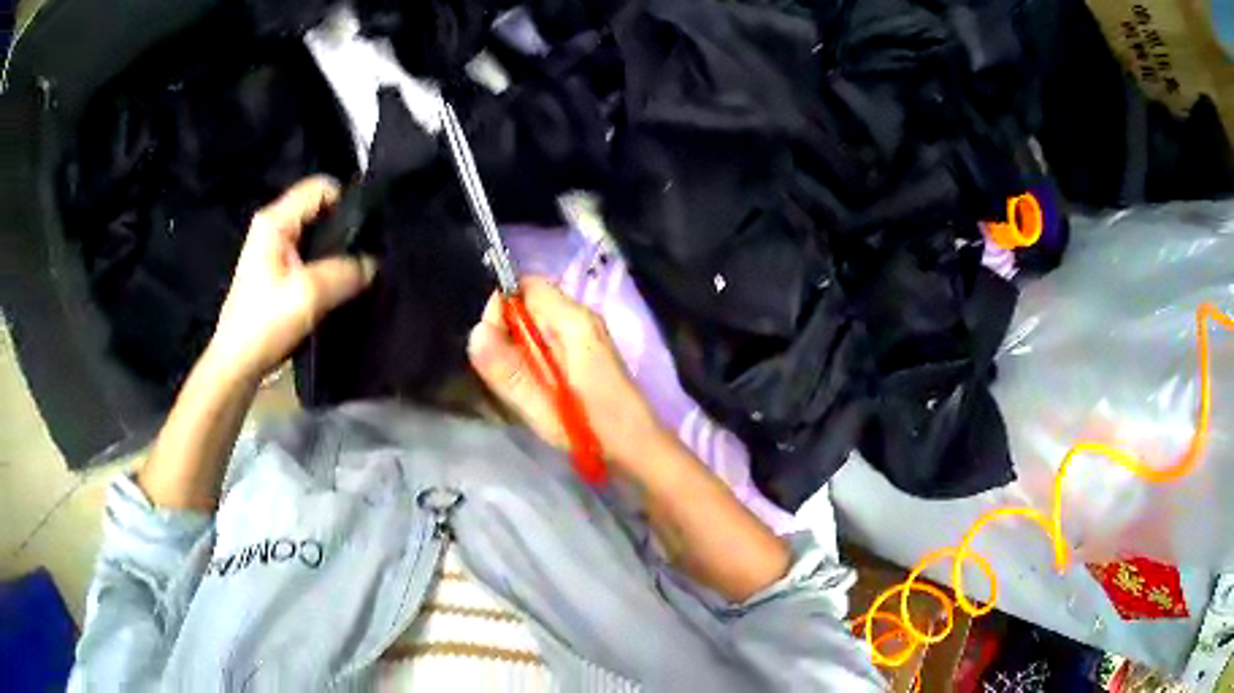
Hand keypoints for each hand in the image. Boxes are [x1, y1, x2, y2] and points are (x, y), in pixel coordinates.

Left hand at [205, 176, 376, 384]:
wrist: (238, 364)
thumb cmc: (264, 324)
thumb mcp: (308, 295)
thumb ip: (344, 272)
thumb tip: (372, 264)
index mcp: (275, 221)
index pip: (321, 187)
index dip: (348, 201)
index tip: (369, 228)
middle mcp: (274, 227)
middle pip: (320, 210)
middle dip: (345, 228)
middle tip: (370, 251)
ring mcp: (275, 250)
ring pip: (317, 235)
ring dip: (337, 251)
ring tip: (360, 269)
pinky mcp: (278, 273)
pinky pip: (311, 256)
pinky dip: (327, 266)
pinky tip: (340, 284)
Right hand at [467, 278, 666, 473]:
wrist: (637, 448)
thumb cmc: (592, 428)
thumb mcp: (542, 405)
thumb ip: (508, 369)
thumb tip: (476, 331)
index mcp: (573, 321)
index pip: (526, 286)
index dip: (501, 308)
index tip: (493, 346)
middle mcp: (582, 318)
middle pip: (530, 303)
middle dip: (508, 332)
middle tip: (507, 373)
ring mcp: (587, 333)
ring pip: (538, 323)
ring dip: (520, 348)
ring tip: (523, 384)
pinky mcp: (588, 351)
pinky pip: (549, 339)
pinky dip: (535, 357)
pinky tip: (539, 387)